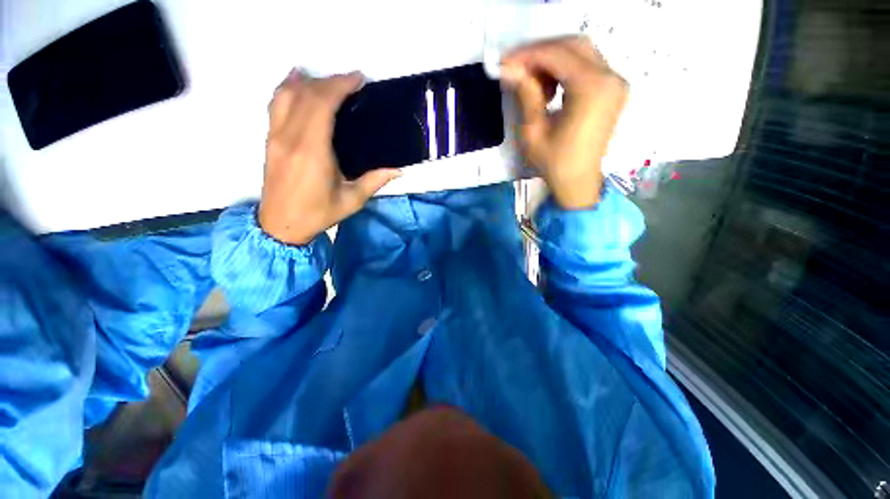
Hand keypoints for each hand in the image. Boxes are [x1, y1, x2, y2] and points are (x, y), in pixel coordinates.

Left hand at [258, 70, 400, 244]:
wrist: (281, 225)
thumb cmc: (318, 214)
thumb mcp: (352, 201)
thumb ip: (374, 181)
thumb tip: (398, 170)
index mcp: (312, 151)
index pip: (322, 105)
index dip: (340, 86)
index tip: (358, 79)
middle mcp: (290, 137)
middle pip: (306, 95)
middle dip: (330, 81)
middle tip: (351, 81)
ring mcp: (276, 136)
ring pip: (286, 95)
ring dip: (307, 81)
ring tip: (326, 79)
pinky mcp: (270, 140)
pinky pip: (275, 104)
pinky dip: (287, 89)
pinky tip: (297, 83)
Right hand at [501, 37, 627, 208]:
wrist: (578, 183)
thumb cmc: (554, 163)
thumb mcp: (533, 132)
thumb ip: (526, 95)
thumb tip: (508, 69)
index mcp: (592, 89)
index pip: (557, 54)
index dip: (528, 55)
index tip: (505, 63)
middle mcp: (610, 77)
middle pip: (573, 45)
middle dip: (541, 53)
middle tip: (517, 68)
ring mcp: (615, 83)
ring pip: (581, 53)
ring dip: (552, 61)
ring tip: (532, 83)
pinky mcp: (612, 90)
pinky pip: (588, 67)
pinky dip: (566, 70)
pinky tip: (551, 89)